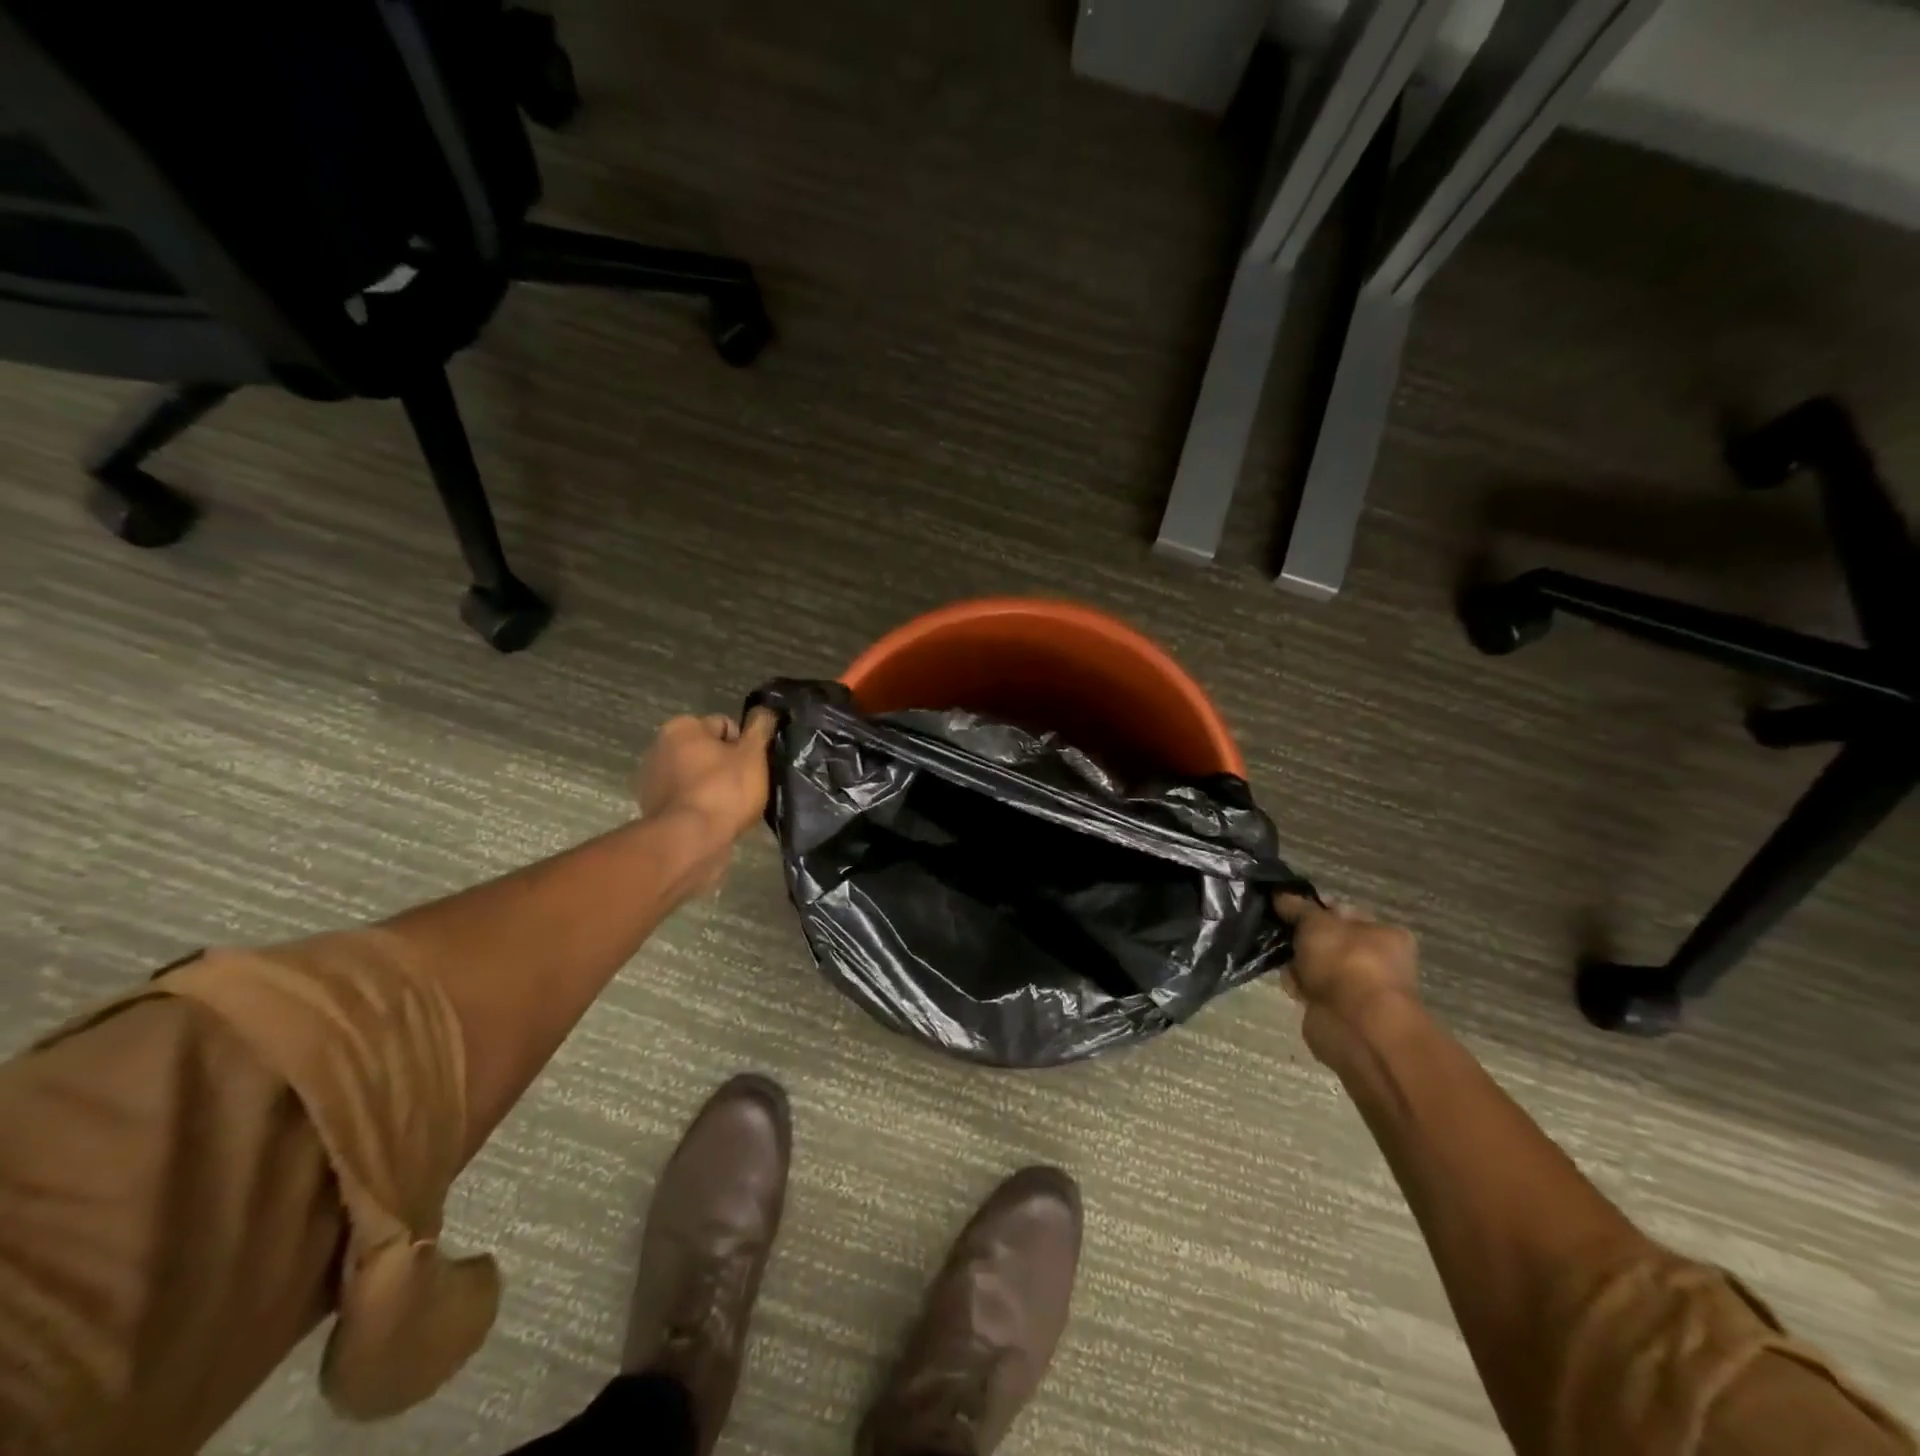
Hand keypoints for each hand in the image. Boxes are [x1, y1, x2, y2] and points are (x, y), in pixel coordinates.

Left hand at [636, 709, 777, 892]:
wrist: (689, 843)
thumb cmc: (723, 791)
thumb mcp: (753, 755)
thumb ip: (761, 728)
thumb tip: (766, 710)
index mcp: (681, 727)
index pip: (726, 726)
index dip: (745, 746)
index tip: (752, 767)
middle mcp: (659, 747)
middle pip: (710, 751)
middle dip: (728, 766)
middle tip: (745, 788)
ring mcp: (653, 779)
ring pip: (699, 776)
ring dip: (715, 786)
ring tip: (731, 808)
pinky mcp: (654, 808)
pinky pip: (688, 798)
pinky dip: (701, 805)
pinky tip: (714, 820)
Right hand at [1274, 893, 1420, 1061]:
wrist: (1355, 1025)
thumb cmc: (1345, 962)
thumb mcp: (1316, 922)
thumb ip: (1297, 906)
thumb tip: (1279, 894)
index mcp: (1384, 933)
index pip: (1343, 912)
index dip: (1314, 908)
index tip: (1287, 908)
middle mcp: (1377, 960)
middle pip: (1328, 940)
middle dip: (1302, 939)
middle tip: (1282, 934)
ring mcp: (1360, 988)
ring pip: (1317, 966)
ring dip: (1298, 964)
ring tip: (1285, 962)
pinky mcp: (1340, 1011)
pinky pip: (1312, 990)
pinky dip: (1300, 987)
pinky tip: (1293, 986)